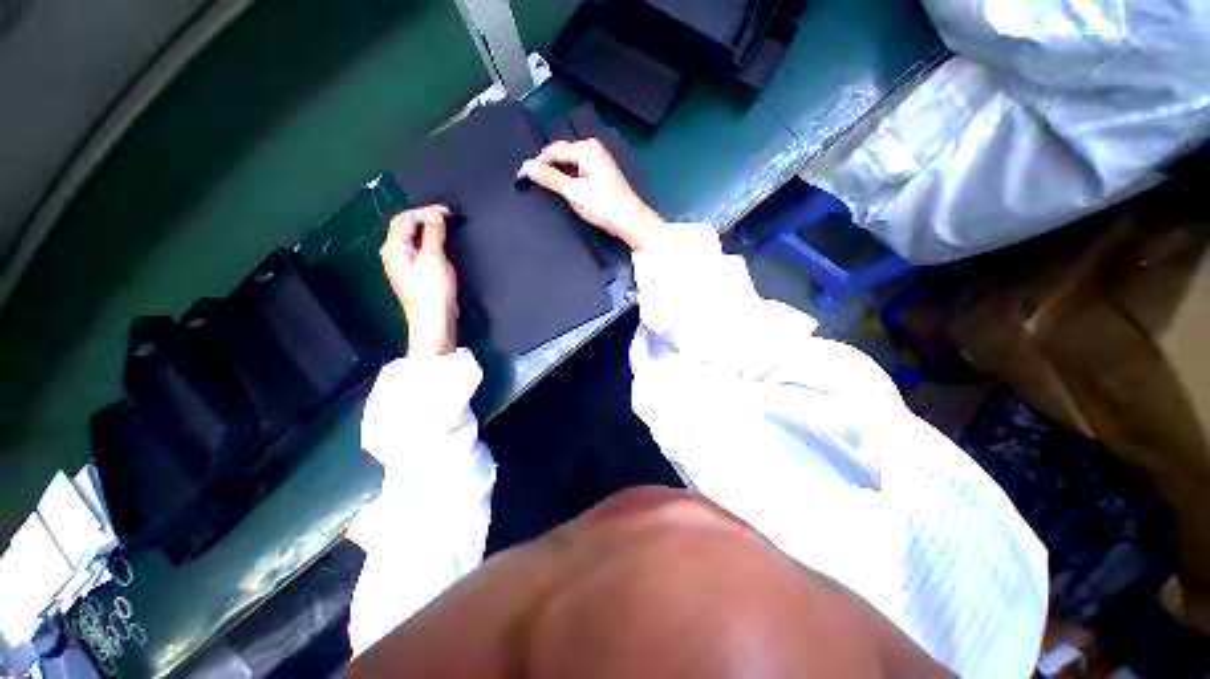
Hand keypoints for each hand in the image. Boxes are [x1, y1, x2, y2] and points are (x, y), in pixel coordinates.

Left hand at [381, 205, 457, 356]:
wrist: (433, 321)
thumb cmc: (432, 290)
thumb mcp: (434, 258)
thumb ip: (433, 234)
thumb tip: (435, 215)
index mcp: (394, 248)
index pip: (405, 218)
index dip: (425, 211)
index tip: (448, 212)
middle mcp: (393, 253)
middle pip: (404, 227)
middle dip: (424, 217)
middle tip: (446, 217)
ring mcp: (402, 265)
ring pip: (411, 238)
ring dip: (427, 229)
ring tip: (444, 227)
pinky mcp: (413, 274)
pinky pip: (417, 249)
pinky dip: (428, 241)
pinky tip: (439, 244)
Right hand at [518, 139, 664, 249]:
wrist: (630, 221)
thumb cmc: (605, 206)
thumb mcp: (575, 193)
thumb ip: (550, 178)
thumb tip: (527, 166)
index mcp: (587, 149)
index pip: (553, 150)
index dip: (536, 163)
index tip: (521, 176)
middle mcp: (593, 150)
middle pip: (561, 155)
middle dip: (545, 167)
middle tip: (530, 181)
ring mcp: (598, 161)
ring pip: (569, 164)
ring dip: (556, 174)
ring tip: (542, 186)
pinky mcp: (600, 174)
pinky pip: (578, 171)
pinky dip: (567, 179)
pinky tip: (561, 189)